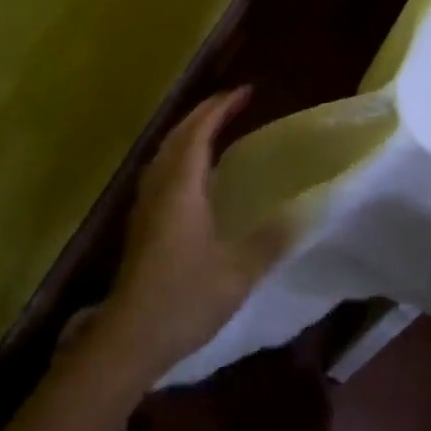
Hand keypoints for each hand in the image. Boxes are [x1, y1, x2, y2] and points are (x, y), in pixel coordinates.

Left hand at [101, 88, 288, 373]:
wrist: (128, 339)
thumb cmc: (184, 299)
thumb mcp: (239, 271)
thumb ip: (270, 240)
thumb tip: (302, 215)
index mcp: (181, 188)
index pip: (199, 132)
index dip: (220, 108)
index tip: (246, 92)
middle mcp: (159, 188)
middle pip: (177, 136)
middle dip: (203, 113)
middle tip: (232, 103)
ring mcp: (145, 206)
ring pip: (165, 153)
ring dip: (189, 133)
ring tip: (215, 129)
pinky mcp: (141, 224)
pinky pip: (161, 172)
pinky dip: (181, 156)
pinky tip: (196, 174)